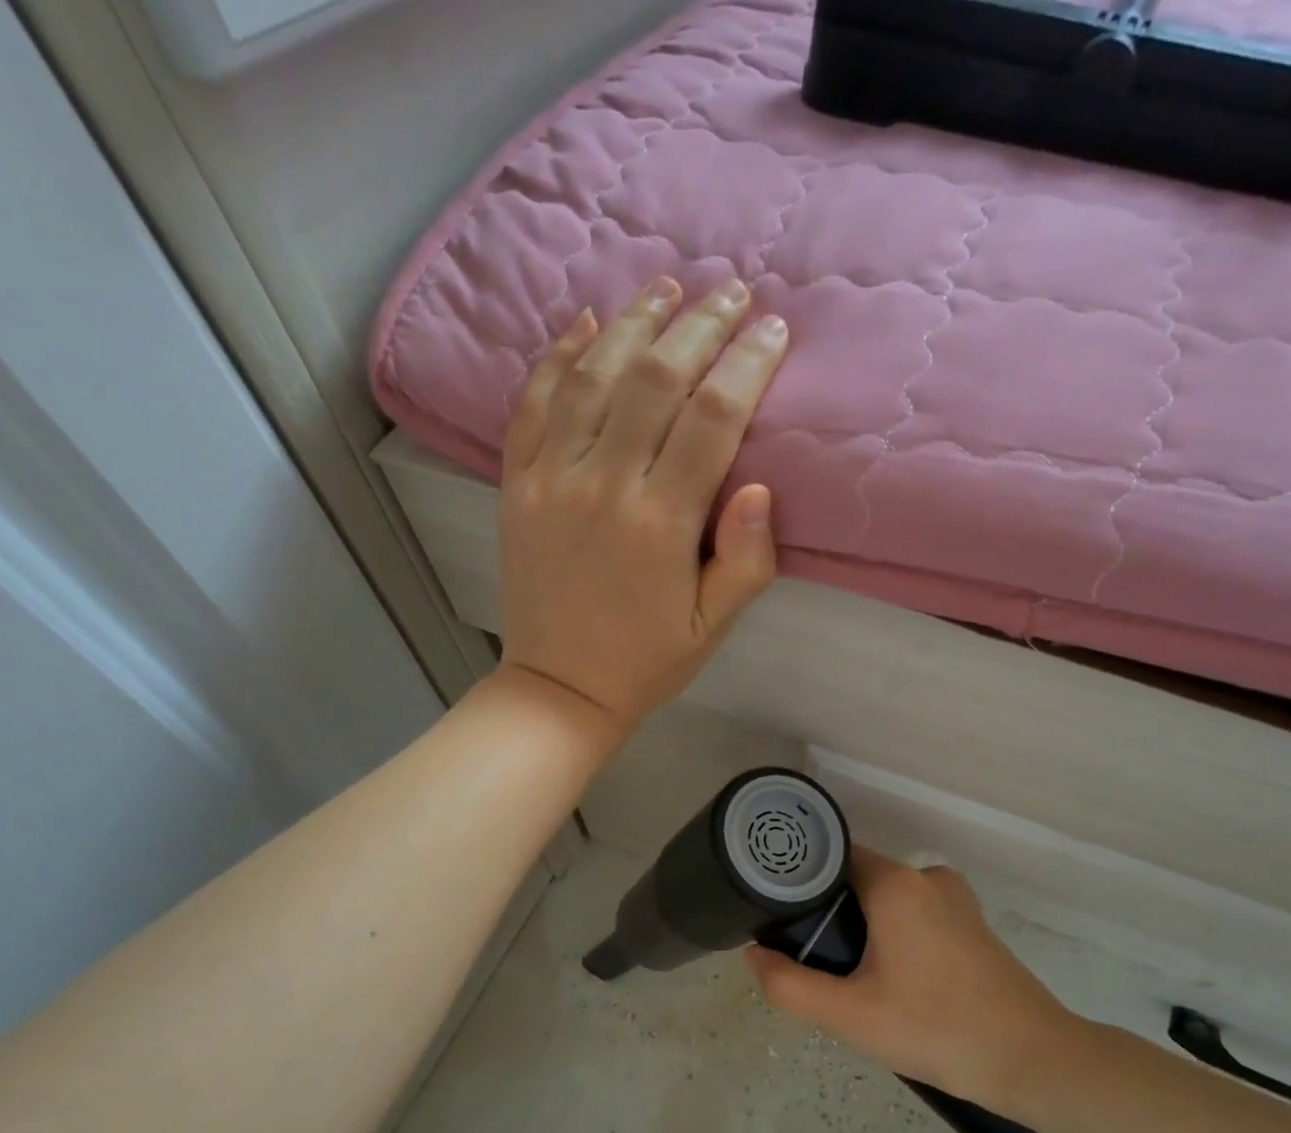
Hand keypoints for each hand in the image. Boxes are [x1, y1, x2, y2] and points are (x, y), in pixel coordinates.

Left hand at [497, 276, 788, 737]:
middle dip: (702, 324)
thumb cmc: (647, 661)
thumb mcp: (713, 627)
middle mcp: (603, 484)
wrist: (559, 688)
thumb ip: (745, 559)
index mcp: (660, 523)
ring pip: (593, 374)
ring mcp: (550, 478)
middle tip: (733, 291)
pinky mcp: (516, 483)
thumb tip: (758, 483)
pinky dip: (558, 355)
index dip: (748, 364)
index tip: (775, 329)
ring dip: (634, 321)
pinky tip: (585, 321)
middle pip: (656, 377)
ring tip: (668, 286)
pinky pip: (534, 401)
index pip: (713, 417)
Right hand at [745, 849, 1074, 1114]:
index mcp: (896, 884)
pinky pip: (916, 914)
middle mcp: (927, 876)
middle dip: (831, 913)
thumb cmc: (936, 1029)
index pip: (832, 857)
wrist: (1032, 1060)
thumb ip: (790, 984)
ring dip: (864, 928)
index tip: (779, 914)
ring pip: (889, 900)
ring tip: (850, 977)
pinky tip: (892, 981)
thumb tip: (753, 955)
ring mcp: (956, 898)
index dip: (801, 881)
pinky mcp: (973, 922)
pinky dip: (895, 935)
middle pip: (859, 878)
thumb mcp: (850, 1015)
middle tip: (813, 959)